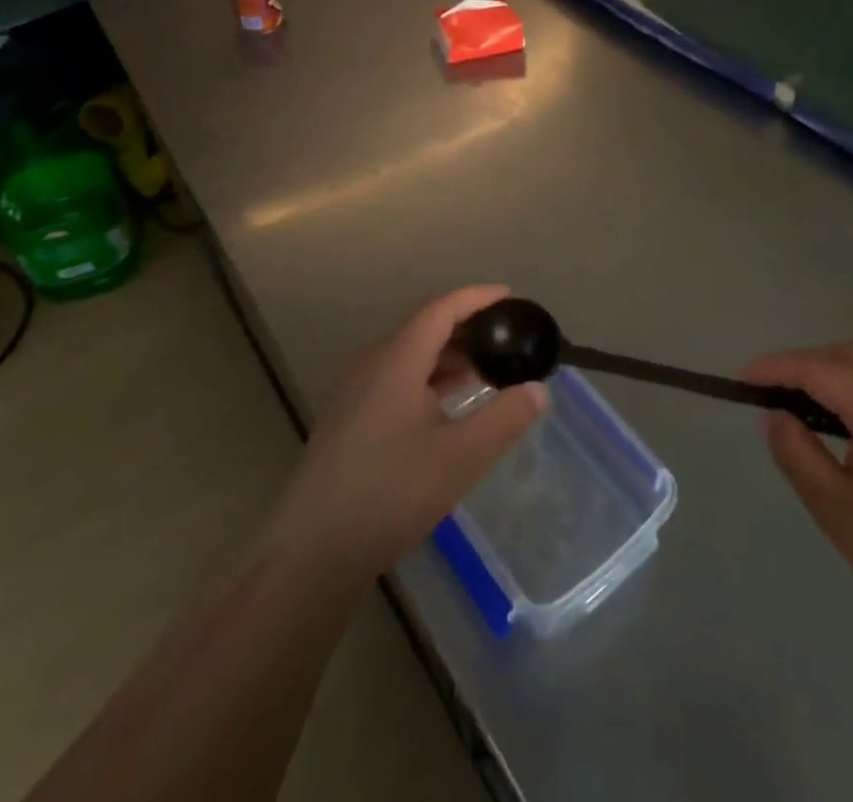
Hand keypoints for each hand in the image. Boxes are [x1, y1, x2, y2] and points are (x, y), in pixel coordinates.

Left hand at [262, 286, 546, 578]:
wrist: (313, 553)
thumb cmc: (391, 493)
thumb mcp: (462, 456)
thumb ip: (505, 418)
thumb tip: (539, 389)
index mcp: (397, 359)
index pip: (442, 309)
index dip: (478, 298)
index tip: (511, 298)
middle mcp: (373, 364)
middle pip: (425, 328)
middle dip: (468, 327)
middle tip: (507, 338)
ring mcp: (356, 392)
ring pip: (410, 356)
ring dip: (449, 356)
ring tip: (487, 369)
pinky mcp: (350, 419)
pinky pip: (397, 379)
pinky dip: (430, 379)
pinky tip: (449, 406)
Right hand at [742, 343, 852, 627]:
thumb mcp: (837, 510)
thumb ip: (798, 455)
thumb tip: (775, 417)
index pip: (817, 368)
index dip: (775, 368)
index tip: (741, 379)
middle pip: (845, 355)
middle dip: (802, 364)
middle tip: (768, 392)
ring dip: (830, 371)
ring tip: (801, 403)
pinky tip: (846, 419)